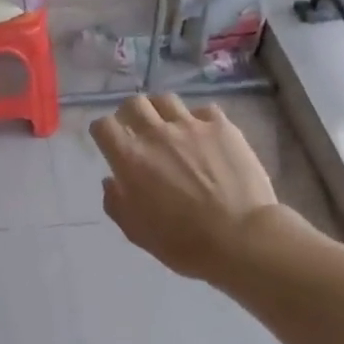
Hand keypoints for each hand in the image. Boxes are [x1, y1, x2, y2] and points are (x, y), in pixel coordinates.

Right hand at [90, 96, 285, 284]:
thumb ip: (116, 203)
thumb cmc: (184, 243)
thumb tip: (111, 182)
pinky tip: (204, 136)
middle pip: (133, 103)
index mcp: (130, 158)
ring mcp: (191, 126)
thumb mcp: (137, 232)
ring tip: (168, 127)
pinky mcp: (222, 127)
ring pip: (165, 100)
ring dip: (161, 112)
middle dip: (129, 114)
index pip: (103, 126)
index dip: (102, 132)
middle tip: (136, 131)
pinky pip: (203, 111)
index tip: (108, 143)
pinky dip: (198, 120)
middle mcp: (156, 134)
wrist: (241, 238)